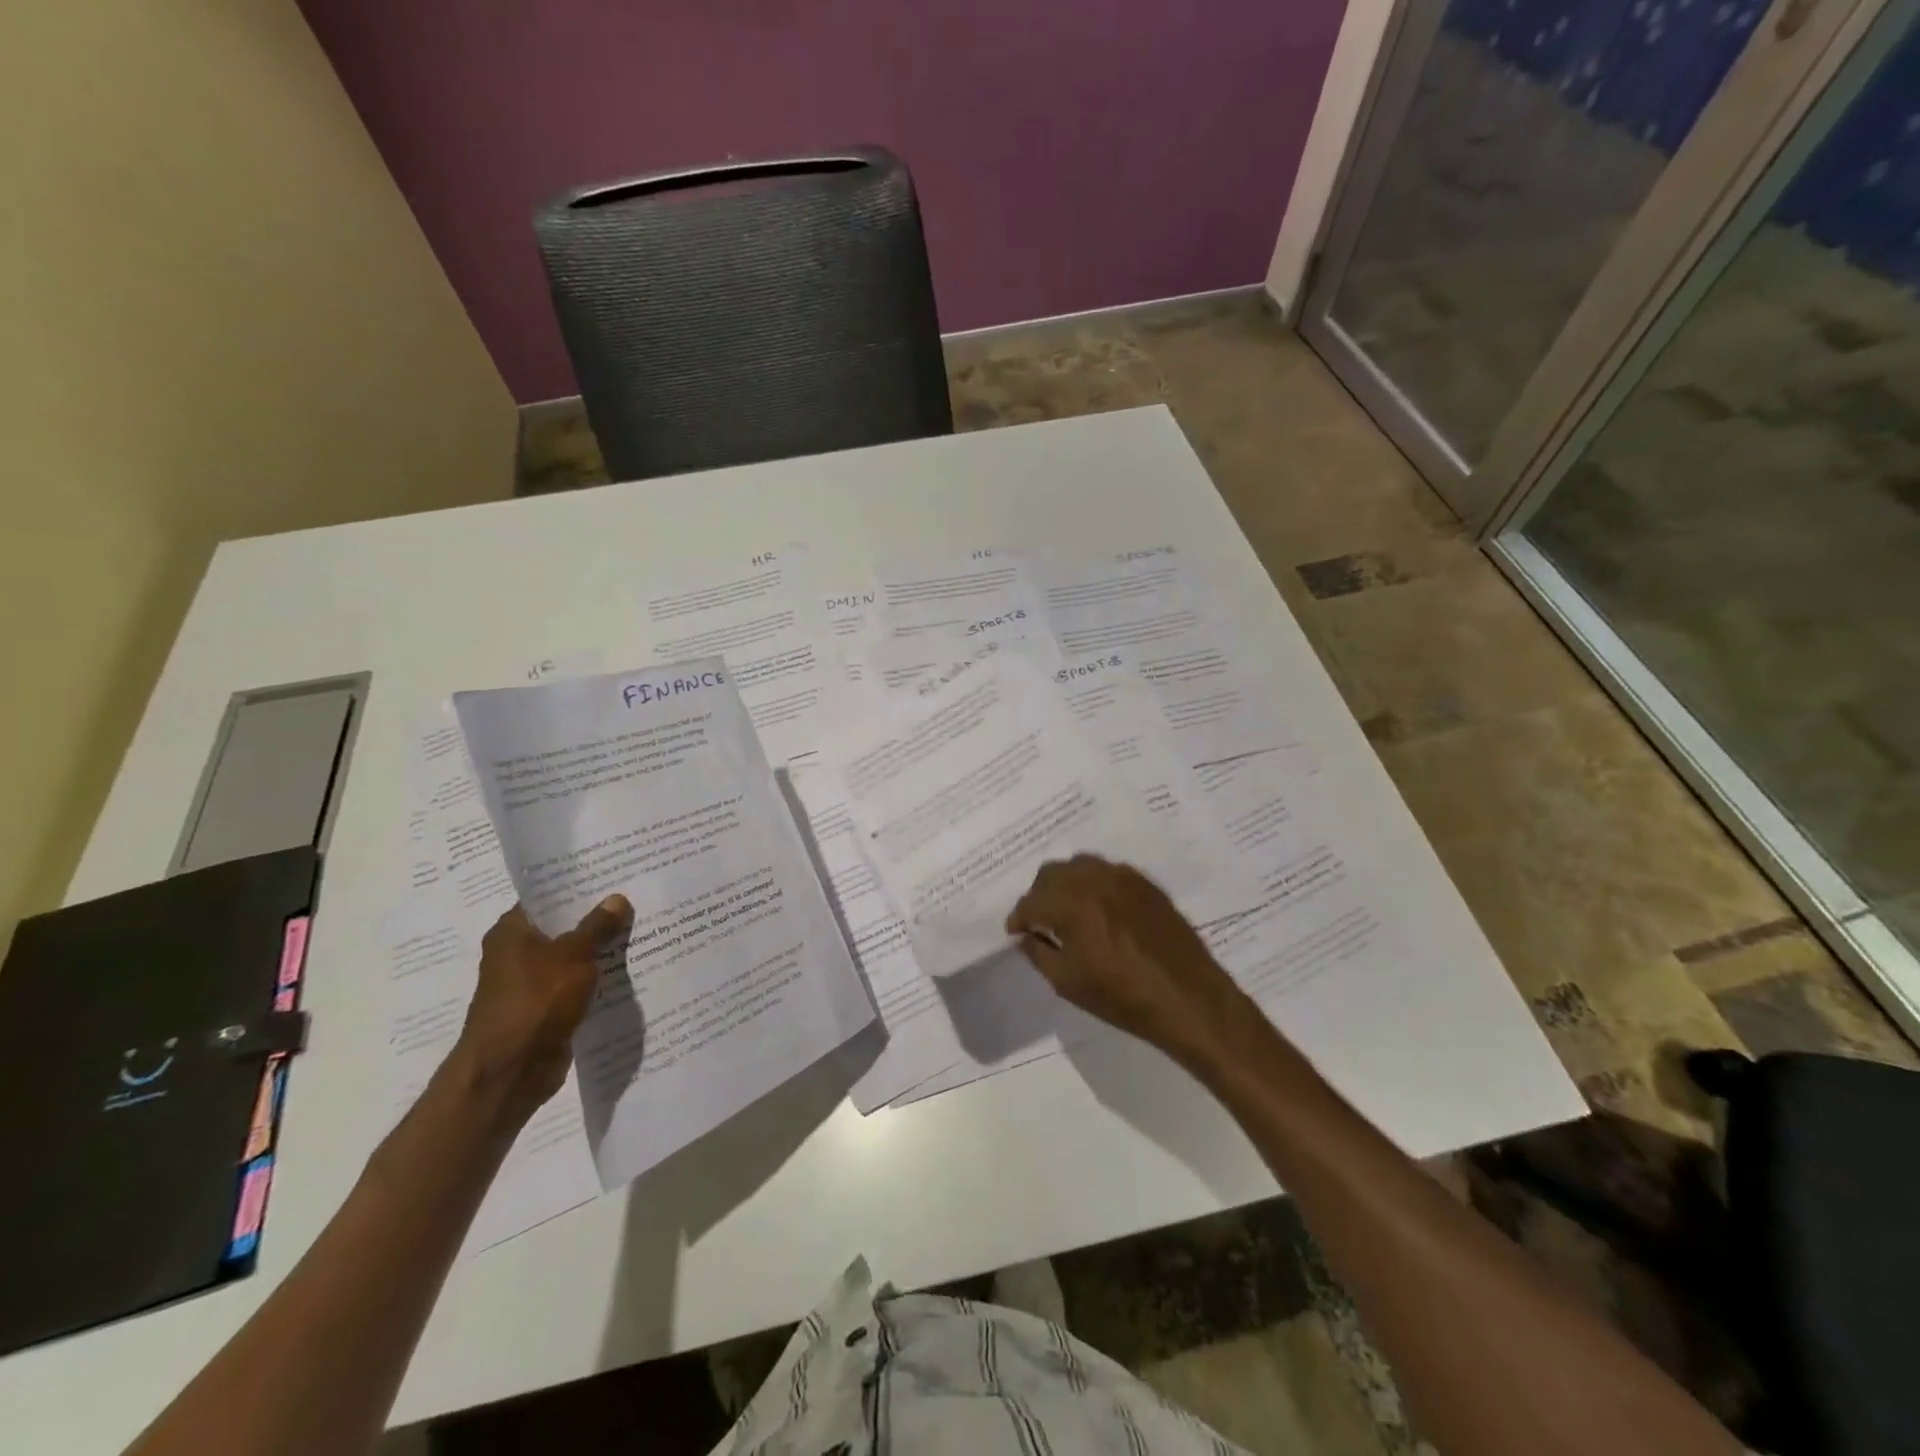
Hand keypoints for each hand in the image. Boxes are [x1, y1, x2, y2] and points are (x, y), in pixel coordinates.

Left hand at [452, 896, 632, 1123]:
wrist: (510, 1070)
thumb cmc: (535, 1001)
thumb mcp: (573, 956)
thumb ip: (597, 927)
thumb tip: (618, 899)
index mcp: (512, 931)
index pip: (547, 897)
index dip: (579, 885)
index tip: (614, 874)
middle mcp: (517, 953)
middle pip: (564, 926)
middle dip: (598, 917)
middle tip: (638, 898)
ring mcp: (532, 983)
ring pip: (573, 957)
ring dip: (601, 950)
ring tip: (642, 929)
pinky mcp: (547, 1008)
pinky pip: (578, 984)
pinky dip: (598, 978)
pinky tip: (630, 969)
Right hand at [1006, 855, 1250, 1065]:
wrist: (1188, 999)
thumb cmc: (1123, 997)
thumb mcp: (1068, 983)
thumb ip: (1038, 953)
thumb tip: (1025, 936)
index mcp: (1072, 904)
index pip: (1031, 901)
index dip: (1018, 918)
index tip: (1016, 933)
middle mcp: (1095, 880)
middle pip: (1052, 873)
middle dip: (1039, 895)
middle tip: (1039, 921)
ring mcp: (1124, 877)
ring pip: (1080, 865)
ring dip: (1065, 884)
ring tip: (1067, 911)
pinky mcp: (1146, 883)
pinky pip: (1108, 871)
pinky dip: (1094, 884)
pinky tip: (1099, 909)